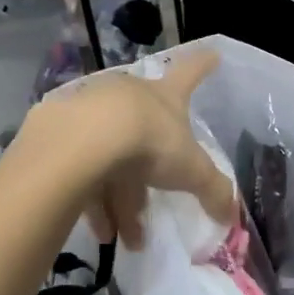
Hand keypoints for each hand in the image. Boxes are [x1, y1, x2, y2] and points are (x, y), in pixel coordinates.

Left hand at [21, 50, 234, 249]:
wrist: (84, 141)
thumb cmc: (149, 142)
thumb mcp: (191, 170)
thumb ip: (213, 191)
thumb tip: (231, 214)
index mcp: (164, 96)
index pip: (190, 74)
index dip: (203, 66)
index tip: (213, 54)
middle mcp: (128, 98)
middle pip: (144, 135)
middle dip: (149, 176)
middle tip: (150, 212)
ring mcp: (93, 113)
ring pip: (112, 161)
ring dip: (121, 203)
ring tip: (125, 240)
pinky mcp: (62, 136)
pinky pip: (84, 173)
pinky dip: (95, 203)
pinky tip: (102, 233)